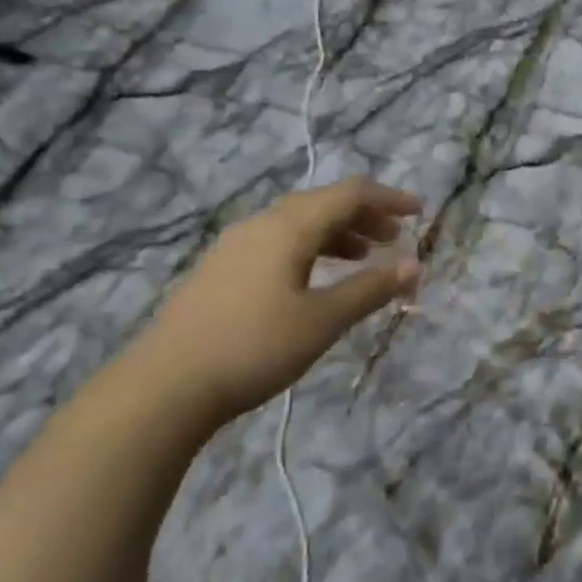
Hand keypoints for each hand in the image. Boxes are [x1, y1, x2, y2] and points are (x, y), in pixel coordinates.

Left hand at [130, 178, 421, 425]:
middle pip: (323, 203)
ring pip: (298, 223)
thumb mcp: (322, 321)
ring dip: (337, 233)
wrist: (162, 388)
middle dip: (364, 215)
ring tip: (362, 257)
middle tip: (394, 238)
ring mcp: (235, 245)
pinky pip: (278, 242)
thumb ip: (370, 289)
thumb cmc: (253, 347)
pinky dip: (310, 248)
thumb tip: (414, 266)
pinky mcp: (220, 269)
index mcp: (289, 226)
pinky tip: (314, 278)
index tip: (419, 213)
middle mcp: (262, 224)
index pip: (350, 193)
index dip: (389, 198)